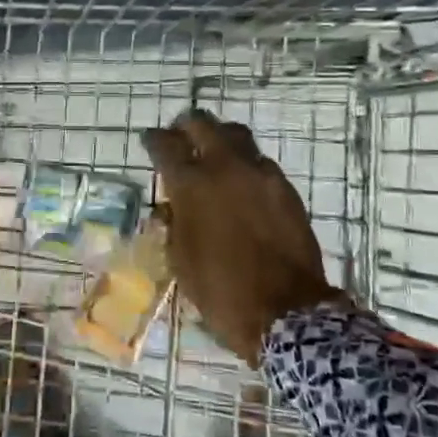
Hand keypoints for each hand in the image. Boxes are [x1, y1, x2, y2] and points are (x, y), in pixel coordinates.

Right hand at [142, 109, 338, 365]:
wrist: (286, 311)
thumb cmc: (221, 291)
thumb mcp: (181, 261)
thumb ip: (173, 226)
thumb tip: (170, 208)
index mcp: (192, 185)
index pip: (167, 145)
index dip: (155, 140)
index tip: (151, 140)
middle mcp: (225, 168)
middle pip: (203, 124)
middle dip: (188, 125)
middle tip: (181, 134)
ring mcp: (260, 175)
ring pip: (237, 136)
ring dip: (221, 138)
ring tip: (214, 152)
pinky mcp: (286, 189)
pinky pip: (261, 163)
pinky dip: (246, 165)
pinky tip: (243, 183)